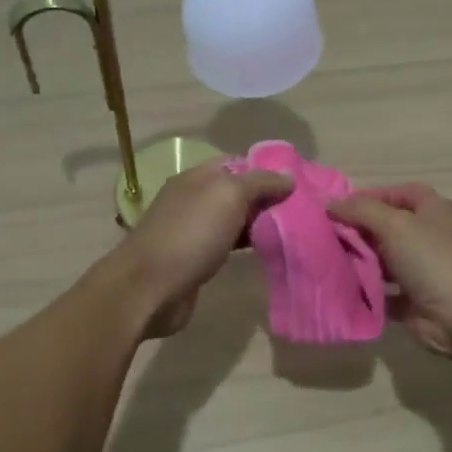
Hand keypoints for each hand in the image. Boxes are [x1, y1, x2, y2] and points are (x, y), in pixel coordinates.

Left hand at [111, 158, 292, 337]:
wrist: (149, 289)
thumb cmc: (190, 235)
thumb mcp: (228, 196)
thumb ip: (259, 182)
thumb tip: (288, 177)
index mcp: (198, 177)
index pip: (238, 162)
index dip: (267, 169)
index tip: (298, 182)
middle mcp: (194, 199)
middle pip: (238, 191)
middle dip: (267, 198)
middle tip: (303, 209)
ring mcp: (193, 230)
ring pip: (234, 219)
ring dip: (260, 223)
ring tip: (294, 229)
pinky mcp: (197, 259)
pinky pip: (228, 244)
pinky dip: (248, 245)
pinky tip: (268, 250)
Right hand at [328, 184, 451, 355]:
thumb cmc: (431, 259)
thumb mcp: (394, 224)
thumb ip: (361, 210)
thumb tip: (331, 204)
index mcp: (434, 210)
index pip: (399, 193)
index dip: (370, 197)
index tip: (339, 208)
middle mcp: (429, 236)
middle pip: (388, 226)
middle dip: (359, 230)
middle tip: (328, 236)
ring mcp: (423, 268)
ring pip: (384, 259)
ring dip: (360, 260)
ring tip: (329, 261)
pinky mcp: (414, 298)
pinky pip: (384, 289)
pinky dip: (366, 288)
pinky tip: (342, 286)